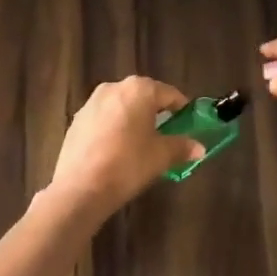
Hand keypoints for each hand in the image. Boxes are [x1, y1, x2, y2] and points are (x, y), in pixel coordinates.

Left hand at [47, 77, 204, 214]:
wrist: (81, 188)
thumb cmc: (128, 164)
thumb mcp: (161, 156)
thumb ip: (182, 147)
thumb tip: (200, 148)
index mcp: (139, 89)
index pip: (169, 93)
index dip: (181, 109)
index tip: (188, 124)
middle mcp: (114, 87)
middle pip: (143, 96)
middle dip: (156, 113)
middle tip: (166, 134)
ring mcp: (91, 103)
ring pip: (122, 106)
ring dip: (133, 119)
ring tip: (141, 143)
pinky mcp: (77, 120)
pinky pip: (104, 119)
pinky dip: (114, 128)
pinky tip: (117, 150)